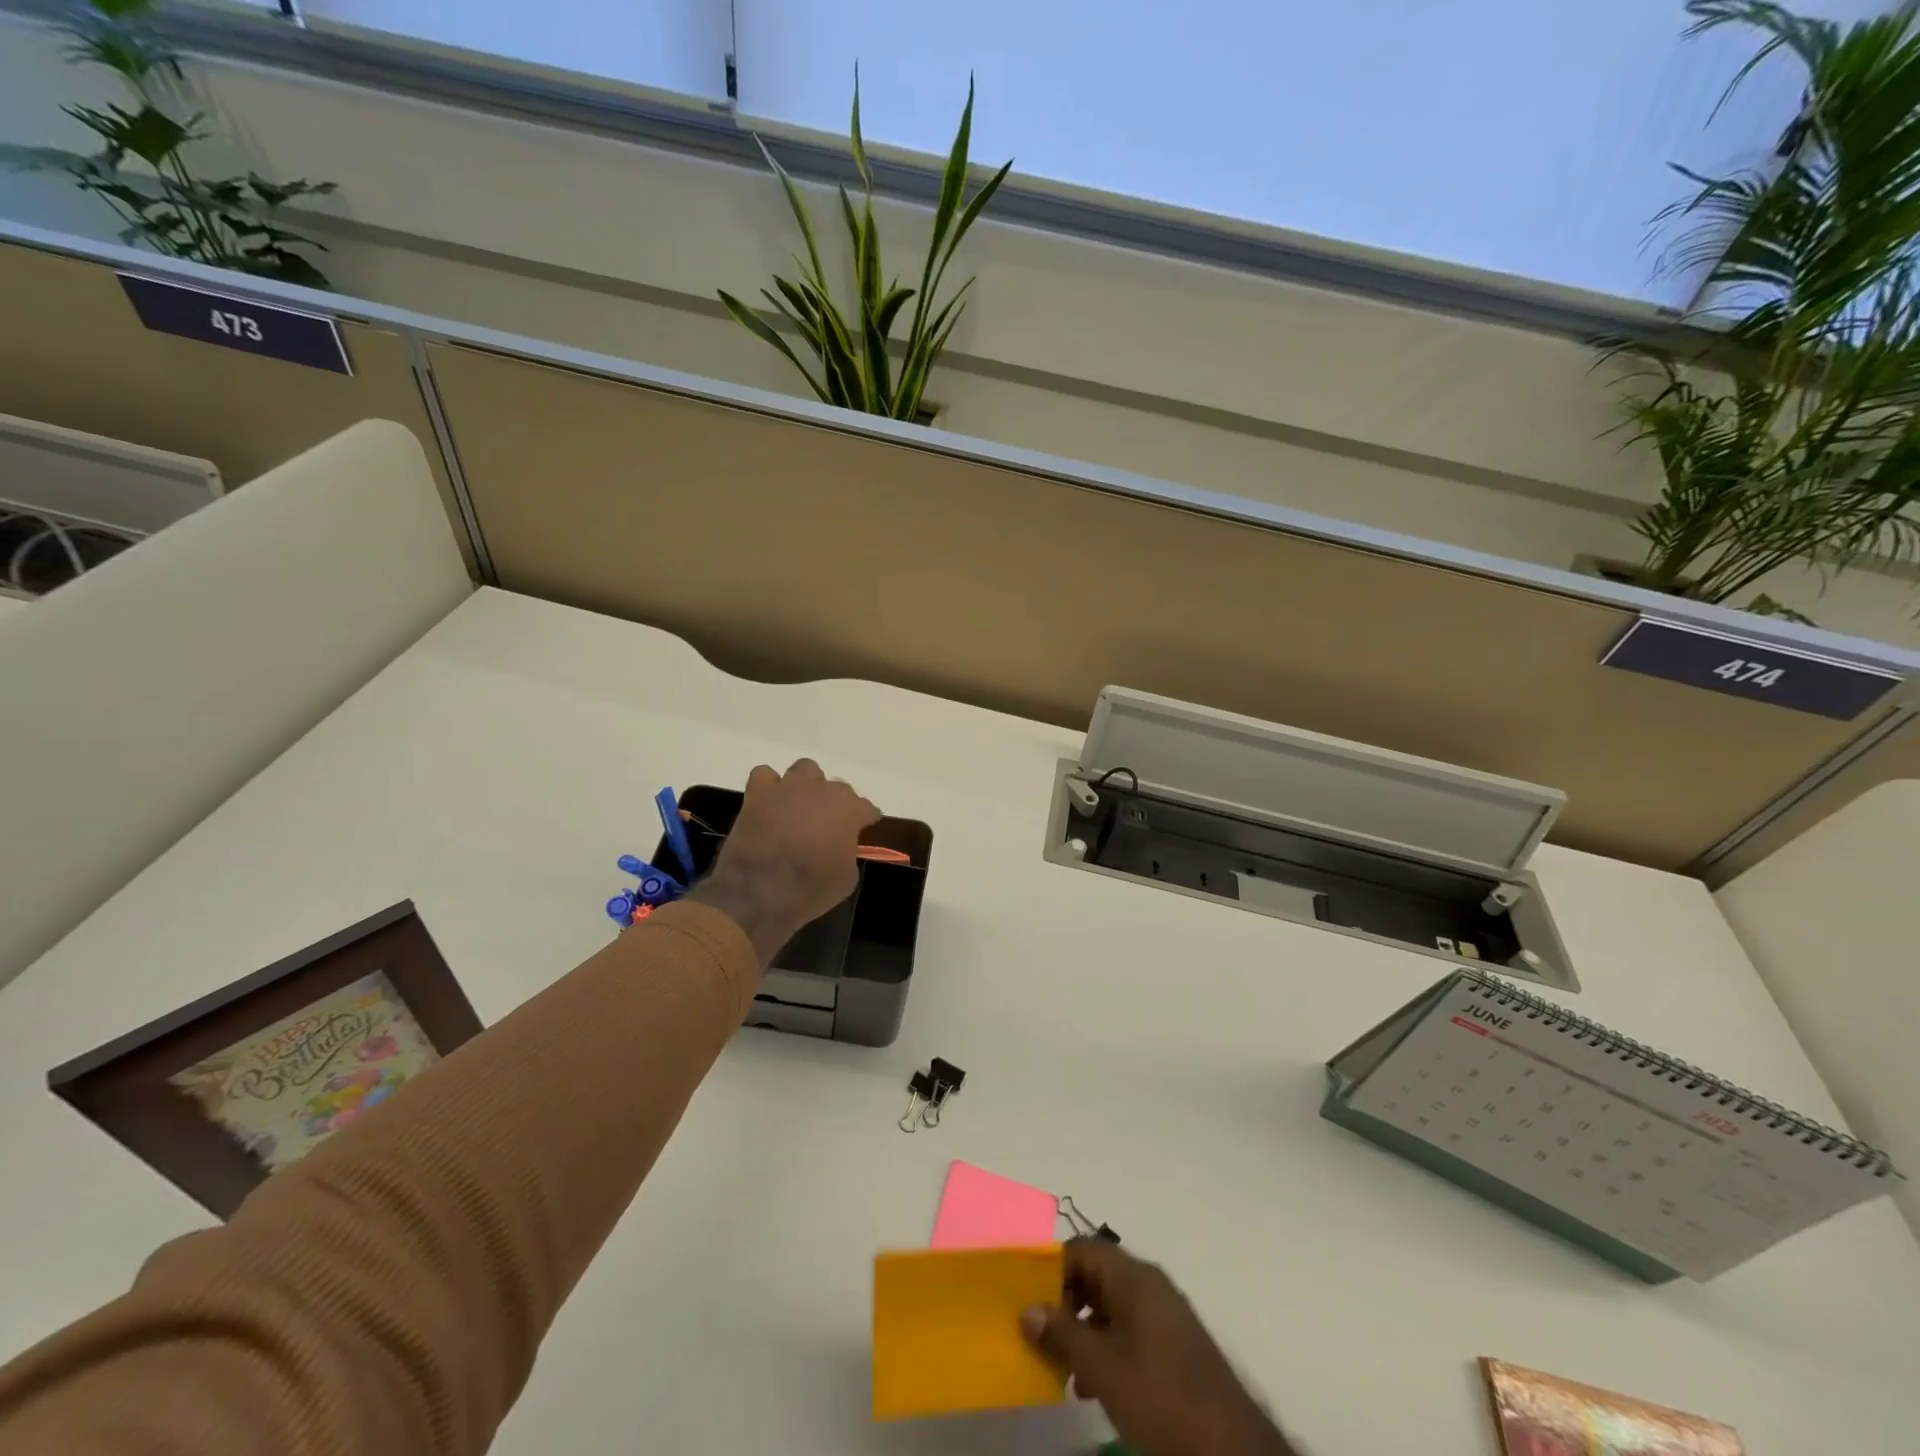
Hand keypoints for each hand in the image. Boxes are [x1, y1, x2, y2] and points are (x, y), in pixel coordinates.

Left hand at [689, 759, 879, 963]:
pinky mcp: (758, 794)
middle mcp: (822, 790)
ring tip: (801, 806)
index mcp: (849, 810)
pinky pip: (765, 776)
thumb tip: (840, 848)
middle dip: (836, 804)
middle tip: (828, 826)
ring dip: (807, 785)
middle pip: (838, 788)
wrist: (759, 891)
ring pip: (805, 769)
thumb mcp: (846, 879)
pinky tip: (770, 803)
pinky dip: (769, 787)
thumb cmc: (810, 888)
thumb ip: (848, 853)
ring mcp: (789, 788)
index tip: (862, 831)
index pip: (867, 808)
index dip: (865, 820)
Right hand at [1023, 1241, 1297, 1455]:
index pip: (1082, 1250)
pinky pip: (1129, 1329)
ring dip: (1083, 1329)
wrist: (1232, 1449)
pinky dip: (1106, 1347)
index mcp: (1133, 1276)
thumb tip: (1027, 1309)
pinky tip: (1092, 1386)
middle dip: (1064, 1302)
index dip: (1051, 1270)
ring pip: (1111, 1306)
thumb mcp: (1102, 1367)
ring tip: (1061, 1367)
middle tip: (1040, 1336)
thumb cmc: (1160, 1396)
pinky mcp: (1175, 1346)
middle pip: (1096, 1276)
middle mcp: (1150, 1284)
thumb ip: (1062, 1334)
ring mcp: (1165, 1315)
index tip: (1027, 1301)